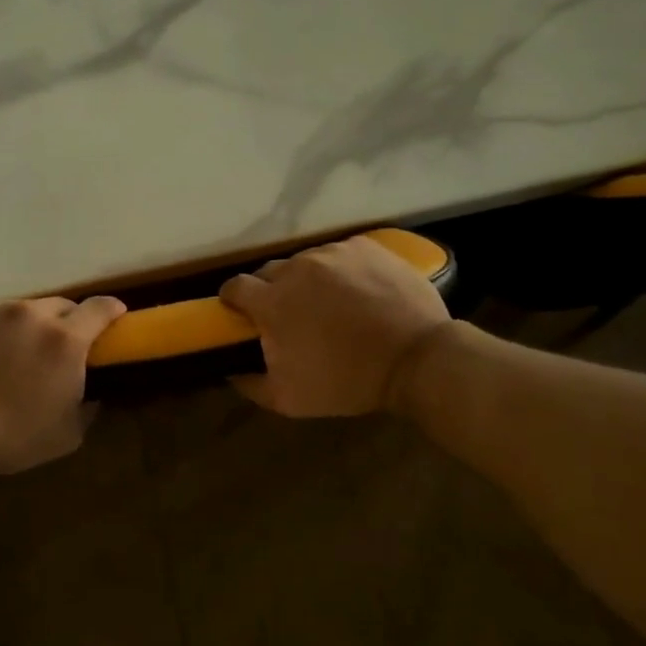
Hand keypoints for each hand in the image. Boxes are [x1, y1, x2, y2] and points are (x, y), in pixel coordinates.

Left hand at [0, 296, 125, 477]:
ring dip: (24, 326)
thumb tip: (92, 396)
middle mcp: (31, 314)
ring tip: (10, 353)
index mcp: (64, 340)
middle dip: (66, 322)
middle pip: (60, 306)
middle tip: (56, 347)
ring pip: (20, 309)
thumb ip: (87, 409)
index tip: (115, 317)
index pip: (100, 309)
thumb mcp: (66, 436)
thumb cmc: (10, 438)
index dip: (112, 310)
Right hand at [219, 237, 451, 416]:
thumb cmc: (347, 381)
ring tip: (330, 303)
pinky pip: (341, 254)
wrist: (416, 358)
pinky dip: (341, 270)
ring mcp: (333, 253)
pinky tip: (358, 292)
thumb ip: (250, 384)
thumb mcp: (290, 399)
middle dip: (271, 290)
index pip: (235, 286)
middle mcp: (297, 267)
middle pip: (270, 271)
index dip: (234, 299)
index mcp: (272, 301)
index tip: (242, 312)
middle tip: (290, 313)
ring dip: (308, 279)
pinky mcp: (364, 246)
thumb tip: (229, 371)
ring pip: (307, 261)